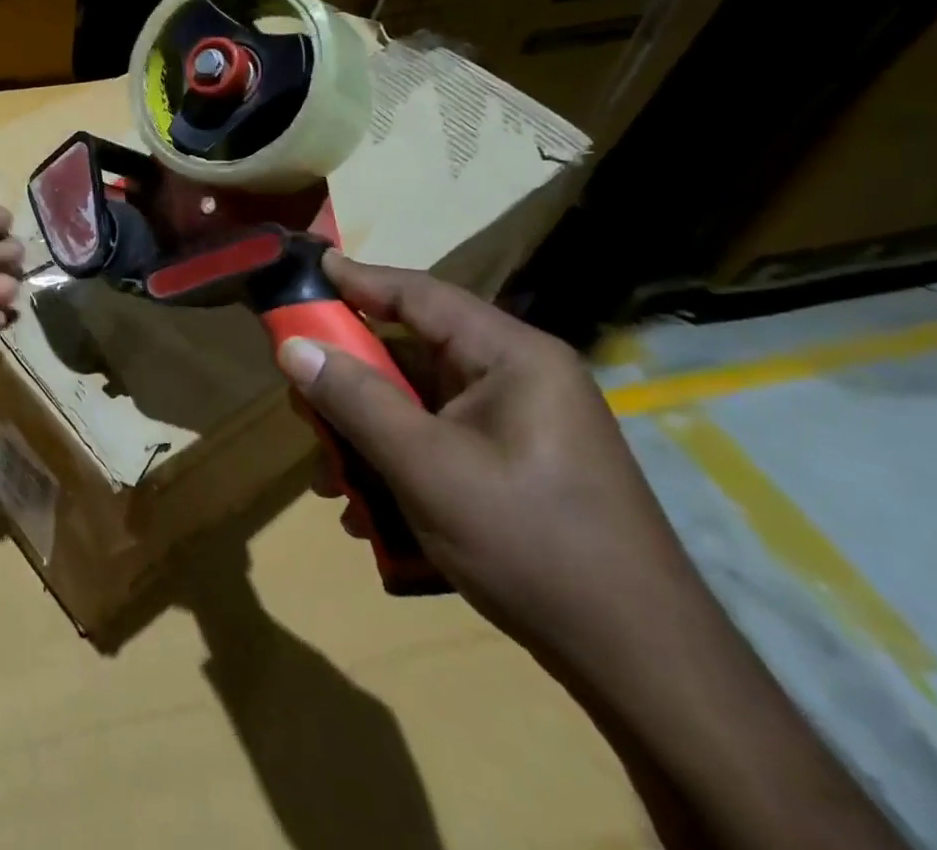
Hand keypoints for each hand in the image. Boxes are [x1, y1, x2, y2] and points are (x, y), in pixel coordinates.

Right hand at [276, 255, 708, 678]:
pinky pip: (437, 441)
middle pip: (411, 351)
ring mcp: (518, 425)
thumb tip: (292, 348)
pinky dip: (396, 463)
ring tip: (329, 477)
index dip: (356, 278)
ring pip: (418, 402)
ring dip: (366, 432)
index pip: (419, 294)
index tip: (304, 267)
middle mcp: (517, 378)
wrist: (644, 668)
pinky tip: (368, 513)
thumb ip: (355, 400)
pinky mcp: (514, 465)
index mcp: (511, 357)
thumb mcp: (427, 468)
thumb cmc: (532, 544)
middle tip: (298, 395)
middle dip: (349, 378)